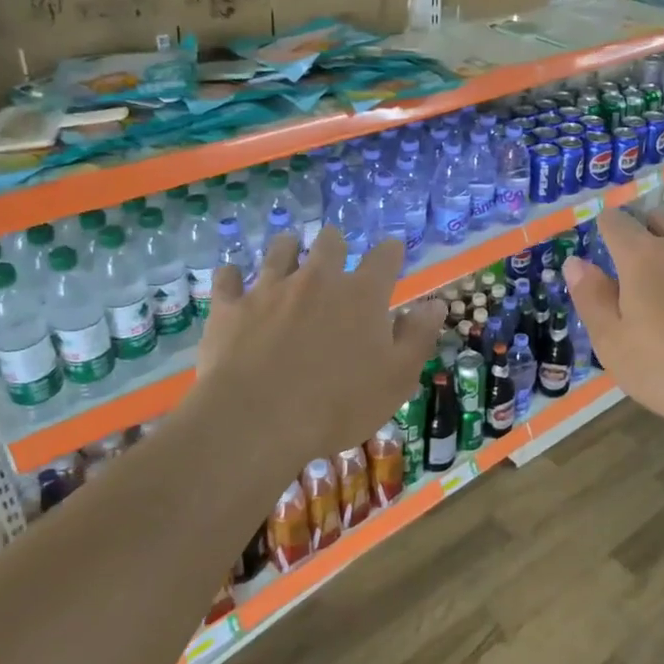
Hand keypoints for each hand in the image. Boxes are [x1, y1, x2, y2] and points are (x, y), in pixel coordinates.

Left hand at [198, 229, 443, 470]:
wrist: (257, 421)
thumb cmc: (338, 405)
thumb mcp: (396, 378)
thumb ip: (418, 336)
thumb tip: (436, 304)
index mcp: (362, 295)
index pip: (384, 257)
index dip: (391, 252)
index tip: (392, 252)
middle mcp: (317, 279)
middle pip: (329, 242)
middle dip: (335, 245)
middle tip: (334, 256)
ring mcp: (270, 288)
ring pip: (280, 250)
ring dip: (288, 249)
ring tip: (288, 253)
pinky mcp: (230, 307)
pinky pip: (227, 278)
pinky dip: (232, 277)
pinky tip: (233, 280)